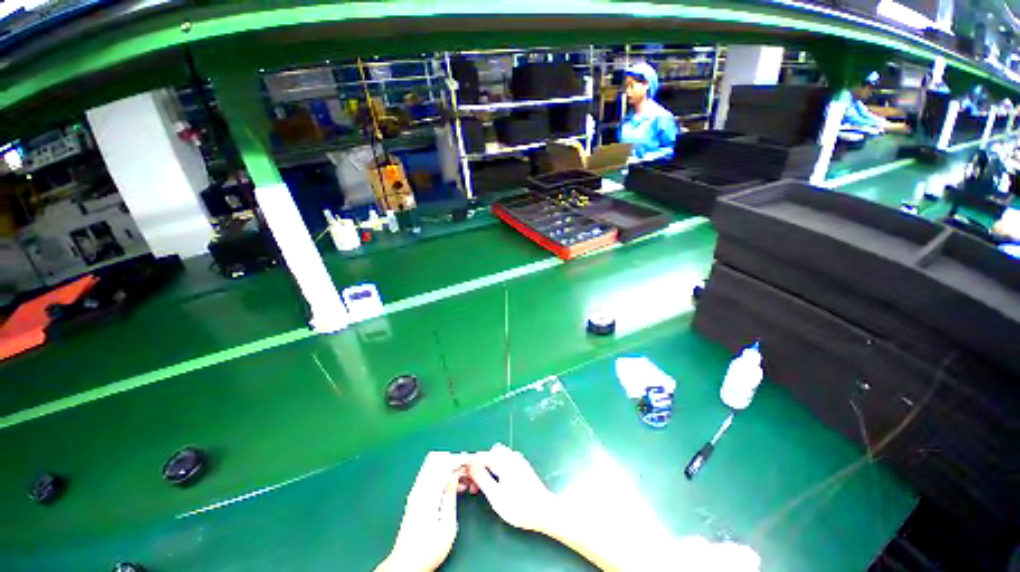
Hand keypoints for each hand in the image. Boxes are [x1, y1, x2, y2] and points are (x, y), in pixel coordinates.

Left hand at [377, 452, 466, 571]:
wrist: (405, 565)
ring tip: (466, 481)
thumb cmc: (428, 549)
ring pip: (436, 471)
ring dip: (451, 471)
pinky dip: (444, 479)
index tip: (472, 460)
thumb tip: (455, 476)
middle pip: (439, 465)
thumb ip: (451, 497)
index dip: (460, 460)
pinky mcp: (415, 500)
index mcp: (428, 494)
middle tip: (471, 470)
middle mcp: (420, 489)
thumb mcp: (447, 525)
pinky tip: (454, 488)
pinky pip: (432, 479)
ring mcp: (416, 494)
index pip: (445, 465)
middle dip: (457, 463)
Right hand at [467, 443, 558, 533]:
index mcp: (502, 459)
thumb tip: (469, 464)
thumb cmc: (519, 506)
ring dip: (486, 470)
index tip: (461, 480)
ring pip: (495, 459)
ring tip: (482, 489)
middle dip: (478, 468)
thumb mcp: (495, 495)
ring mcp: (517, 459)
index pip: (480, 456)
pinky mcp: (521, 466)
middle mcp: (510, 455)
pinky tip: (495, 486)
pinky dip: (495, 471)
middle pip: (487, 456)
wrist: (544, 511)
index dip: (468, 467)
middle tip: (472, 487)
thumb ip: (481, 477)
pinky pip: (503, 462)